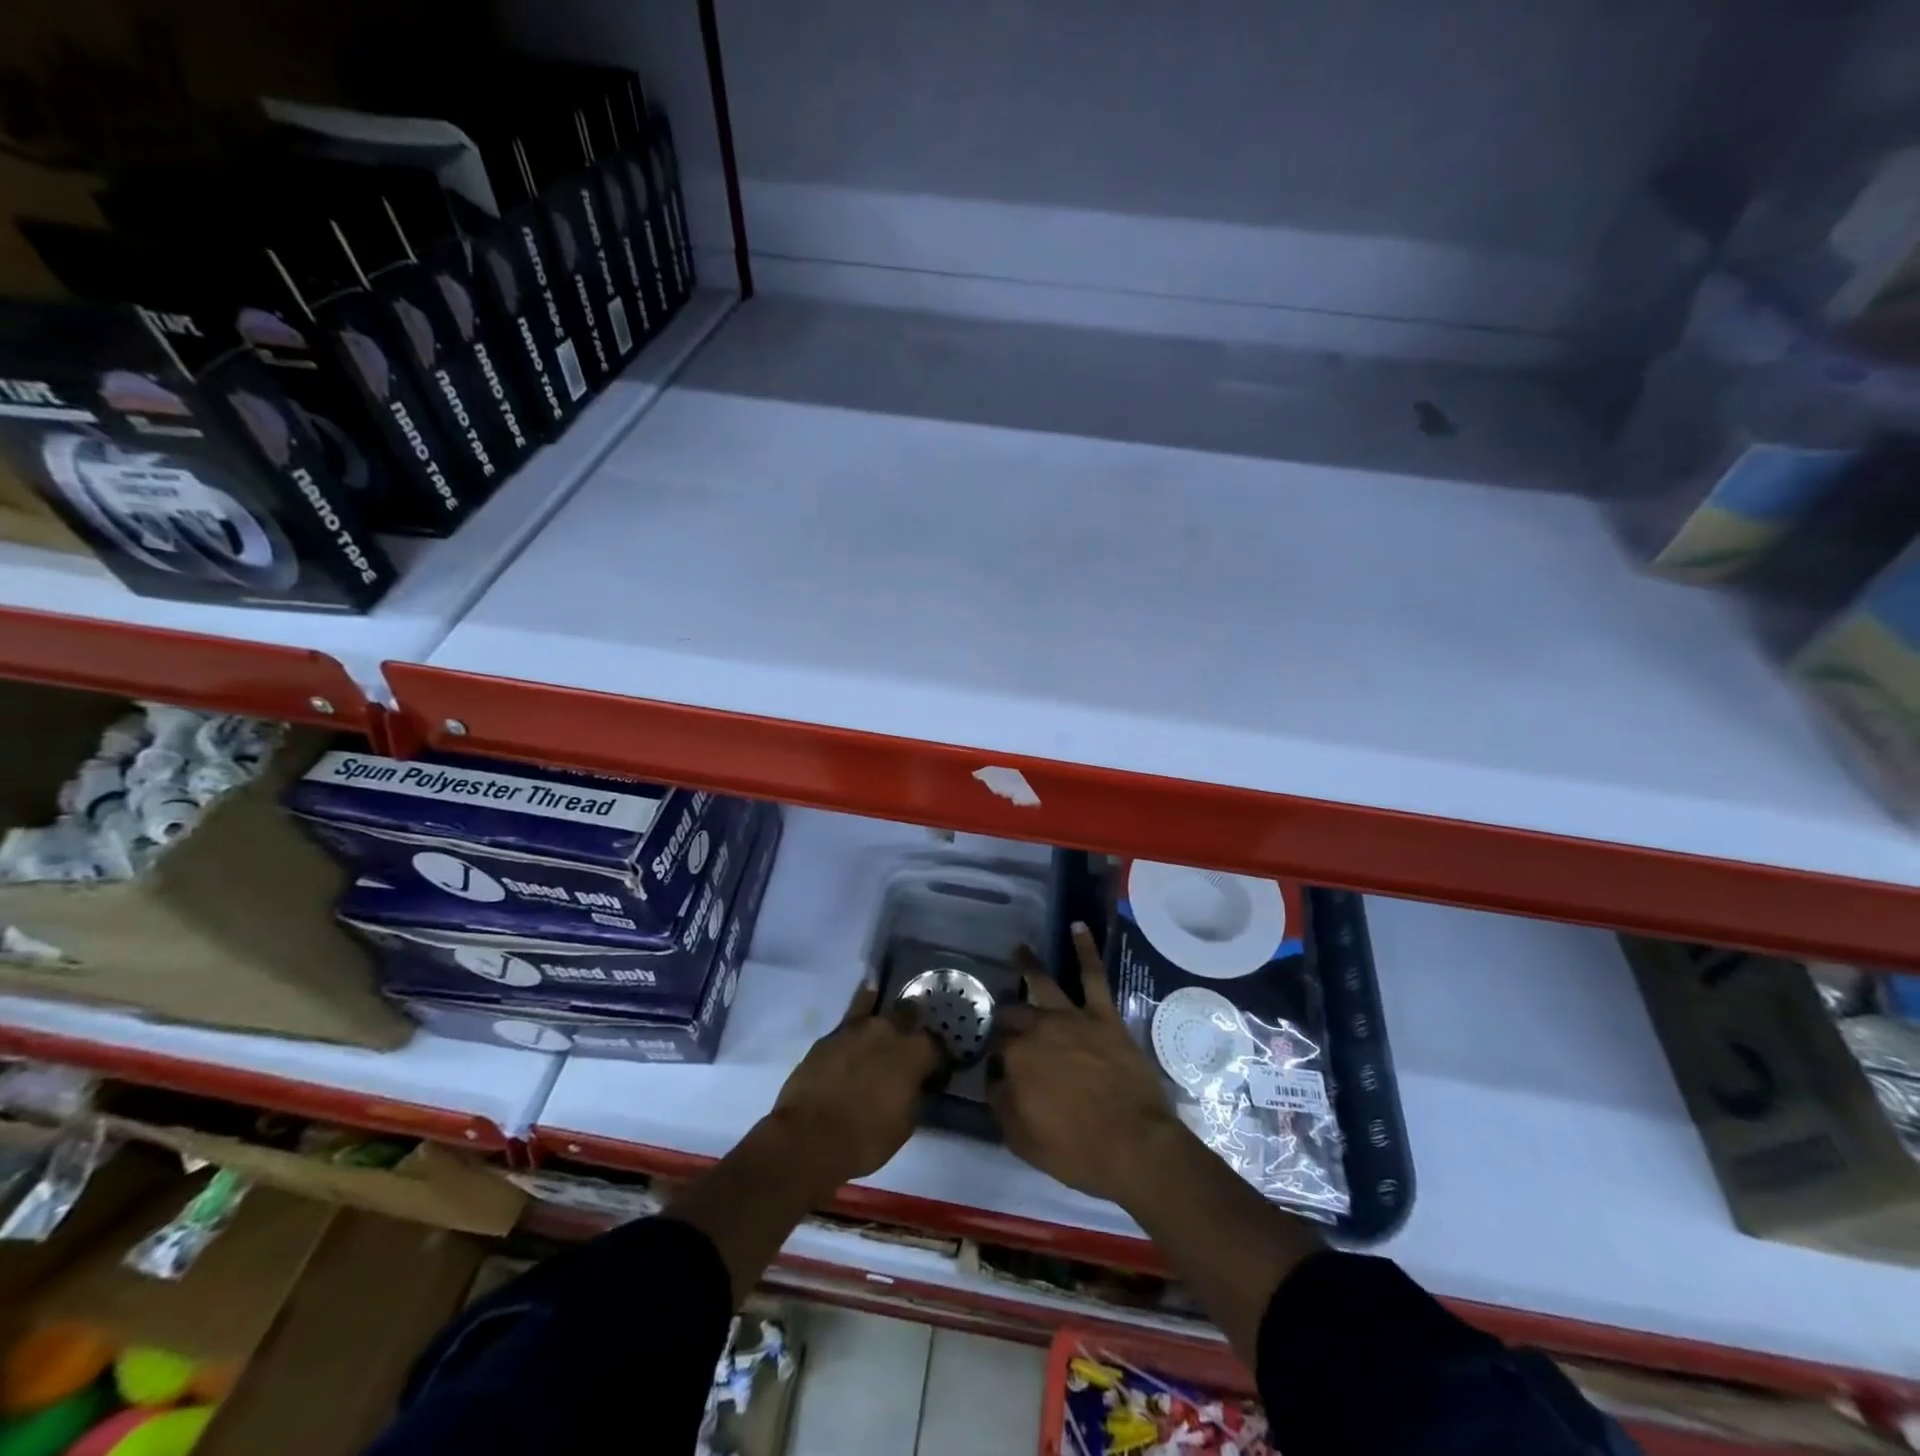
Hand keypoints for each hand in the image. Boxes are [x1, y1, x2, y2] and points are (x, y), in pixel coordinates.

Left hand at [768, 982, 941, 1191]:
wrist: (808, 1139)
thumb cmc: (865, 1140)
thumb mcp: (904, 1125)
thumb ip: (914, 1095)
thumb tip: (916, 1085)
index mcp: (915, 1054)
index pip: (938, 1048)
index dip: (937, 1060)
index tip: (934, 1072)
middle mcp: (890, 1031)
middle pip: (910, 1016)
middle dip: (913, 1027)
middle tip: (909, 1046)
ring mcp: (859, 1028)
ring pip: (880, 1009)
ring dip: (887, 1018)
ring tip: (890, 1019)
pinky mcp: (832, 1034)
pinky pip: (854, 1011)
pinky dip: (863, 1002)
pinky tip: (868, 990)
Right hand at [988, 923, 1185, 1205]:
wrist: (1135, 1145)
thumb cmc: (1077, 1150)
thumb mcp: (1022, 1140)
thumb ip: (1001, 1103)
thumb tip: (994, 1077)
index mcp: (1016, 1058)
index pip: (995, 1046)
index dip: (993, 1053)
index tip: (994, 1061)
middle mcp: (1038, 1029)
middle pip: (1013, 1013)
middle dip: (1003, 1014)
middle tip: (1000, 1016)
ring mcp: (1072, 1018)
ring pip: (1043, 983)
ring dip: (1028, 965)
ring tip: (1017, 950)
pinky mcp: (1103, 1015)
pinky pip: (1093, 975)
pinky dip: (1085, 949)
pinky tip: (1078, 926)